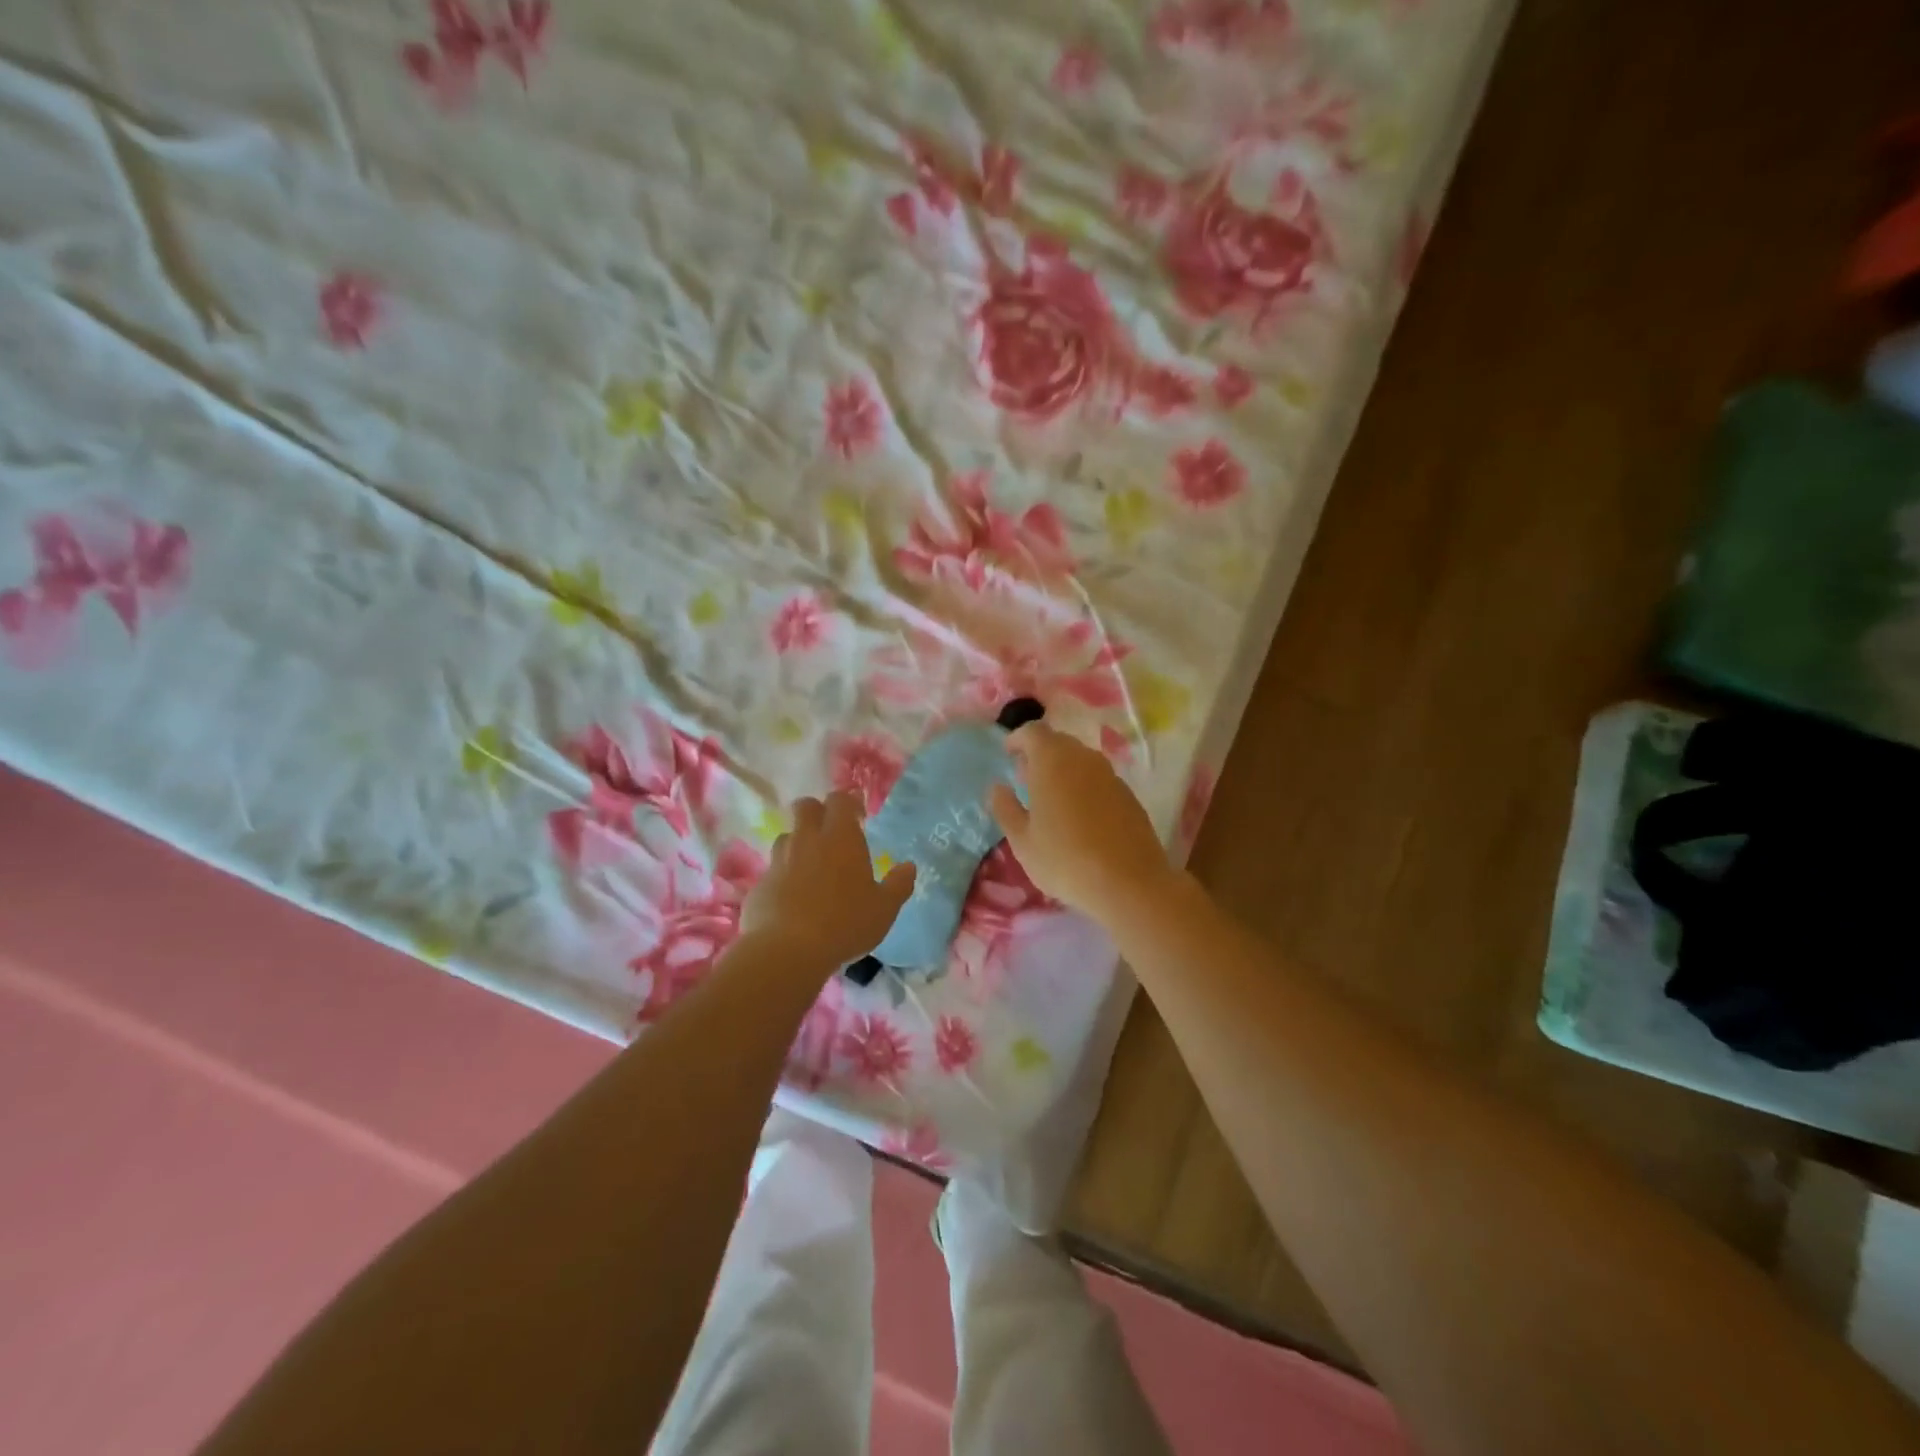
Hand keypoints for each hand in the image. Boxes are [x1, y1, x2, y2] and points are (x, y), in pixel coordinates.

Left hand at [741, 791, 916, 968]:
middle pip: (805, 807)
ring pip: (787, 836)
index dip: (849, 803)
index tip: (859, 817)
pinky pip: (774, 869)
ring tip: (812, 867)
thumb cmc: (845, 923)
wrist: (787, 950)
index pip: (840, 800)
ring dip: (799, 843)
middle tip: (831, 833)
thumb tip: (909, 867)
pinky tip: (794, 898)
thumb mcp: (884, 909)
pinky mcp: (760, 884)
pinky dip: (784, 875)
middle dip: (817, 812)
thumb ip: (898, 885)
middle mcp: (807, 840)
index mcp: (840, 838)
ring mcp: (779, 860)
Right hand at [988, 722, 1176, 923]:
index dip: (1018, 739)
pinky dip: (1084, 787)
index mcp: (1052, 760)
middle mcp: (1083, 758)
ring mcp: (1110, 775)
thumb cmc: (1064, 860)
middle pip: (1058, 742)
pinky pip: (1099, 780)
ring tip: (1051, 800)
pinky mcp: (1129, 795)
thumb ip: (1005, 808)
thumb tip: (997, 787)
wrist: (1129, 884)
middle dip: (1040, 754)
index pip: (1032, 731)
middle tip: (1026, 779)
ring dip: (1063, 771)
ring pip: (1081, 761)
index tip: (1008, 754)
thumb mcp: (1022, 841)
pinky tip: (1080, 817)